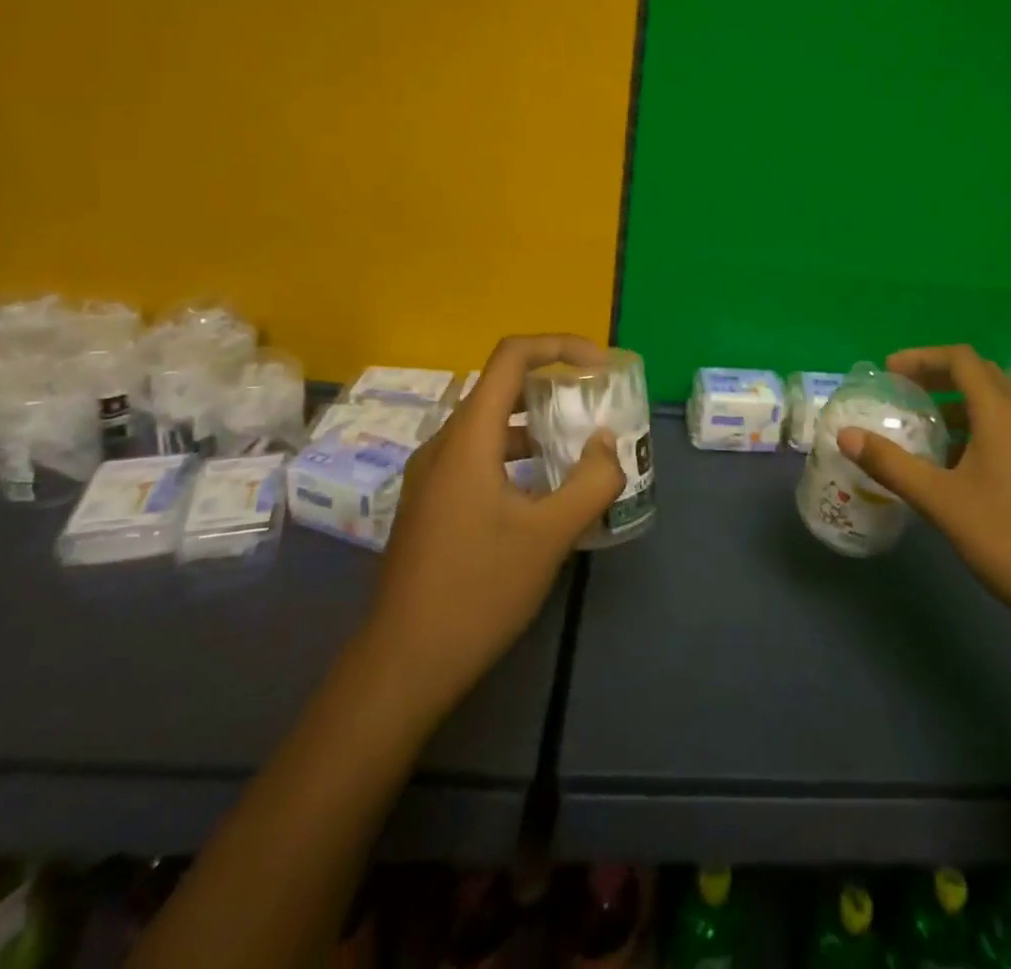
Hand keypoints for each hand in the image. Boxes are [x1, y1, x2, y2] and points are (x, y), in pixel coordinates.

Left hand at [364, 334, 626, 709]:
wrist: (404, 664)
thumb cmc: (479, 589)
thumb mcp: (550, 534)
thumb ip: (591, 480)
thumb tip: (606, 442)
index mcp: (468, 438)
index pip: (512, 357)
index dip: (560, 346)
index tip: (600, 367)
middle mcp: (444, 444)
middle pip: (502, 388)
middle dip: (554, 387)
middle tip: (596, 406)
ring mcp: (431, 475)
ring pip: (491, 425)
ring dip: (537, 425)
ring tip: (579, 449)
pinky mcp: (430, 502)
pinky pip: (479, 455)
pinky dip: (517, 454)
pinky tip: (544, 492)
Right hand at [838, 344, 1010, 648]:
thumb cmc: (1008, 537)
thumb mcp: (941, 501)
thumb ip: (892, 465)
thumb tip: (845, 435)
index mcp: (1002, 414)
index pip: (962, 359)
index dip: (922, 357)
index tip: (888, 370)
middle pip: (979, 375)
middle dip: (937, 375)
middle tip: (900, 389)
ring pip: (992, 404)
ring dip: (955, 404)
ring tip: (920, 425)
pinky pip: (1003, 430)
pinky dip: (971, 429)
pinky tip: (950, 463)